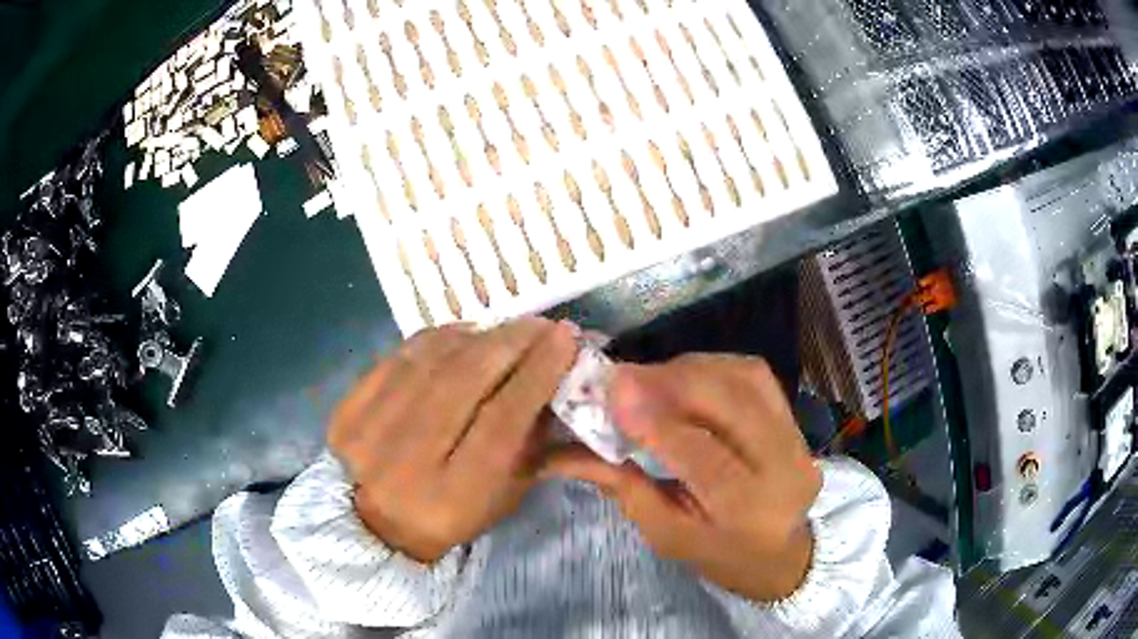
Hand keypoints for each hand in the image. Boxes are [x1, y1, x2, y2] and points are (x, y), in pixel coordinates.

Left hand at [329, 318, 576, 562]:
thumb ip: (533, 445)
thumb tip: (558, 380)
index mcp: (453, 496)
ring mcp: (369, 432)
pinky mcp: (346, 409)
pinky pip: (398, 357)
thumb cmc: (452, 516)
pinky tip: (462, 335)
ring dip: (476, 336)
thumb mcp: (503, 497)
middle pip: (462, 383)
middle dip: (509, 343)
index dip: (536, 374)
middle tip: (539, 323)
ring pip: (430, 363)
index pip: (501, 422)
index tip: (564, 338)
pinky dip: (437, 339)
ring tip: (505, 329)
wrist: (374, 525)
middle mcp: (407, 462)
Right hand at [544, 354, 820, 601]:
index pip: (706, 459)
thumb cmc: (718, 554)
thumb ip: (624, 488)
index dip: (659, 421)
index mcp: (750, 513)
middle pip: (732, 405)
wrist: (779, 552)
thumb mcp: (665, 535)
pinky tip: (682, 374)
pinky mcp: (795, 417)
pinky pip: (753, 375)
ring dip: (690, 369)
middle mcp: (786, 468)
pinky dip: (712, 366)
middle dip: (672, 382)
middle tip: (622, 374)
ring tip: (647, 376)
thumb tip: (565, 450)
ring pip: (745, 379)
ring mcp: (798, 437)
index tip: (614, 391)